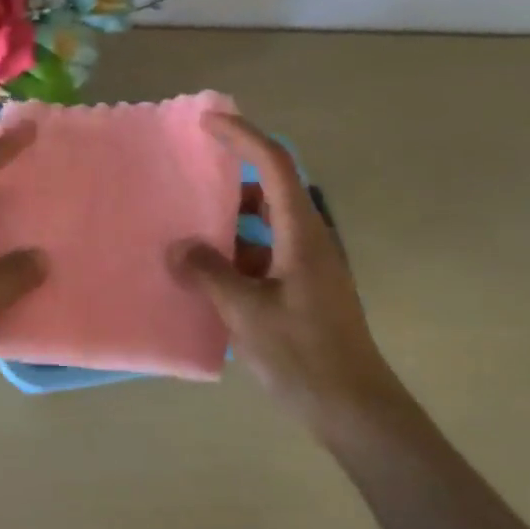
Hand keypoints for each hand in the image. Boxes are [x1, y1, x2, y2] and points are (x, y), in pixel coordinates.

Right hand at [170, 115, 408, 433]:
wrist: (351, 406)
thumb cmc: (302, 353)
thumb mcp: (246, 312)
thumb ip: (209, 274)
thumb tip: (178, 247)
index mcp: (301, 235)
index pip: (275, 166)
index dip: (244, 137)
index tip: (209, 122)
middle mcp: (308, 243)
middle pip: (271, 192)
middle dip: (232, 180)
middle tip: (189, 180)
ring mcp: (307, 269)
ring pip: (265, 228)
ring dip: (230, 224)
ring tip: (186, 230)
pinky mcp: (302, 293)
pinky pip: (264, 258)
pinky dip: (235, 256)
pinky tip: (205, 276)